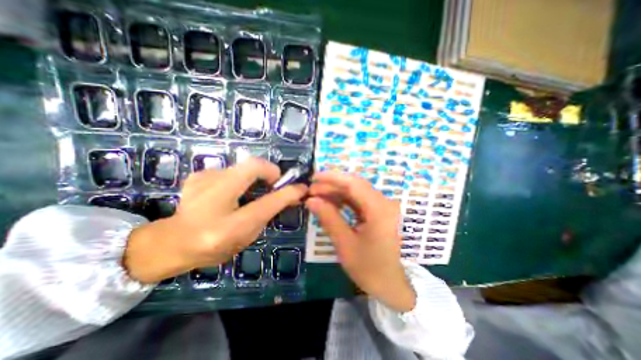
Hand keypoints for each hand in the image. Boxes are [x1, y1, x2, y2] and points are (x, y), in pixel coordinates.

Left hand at [124, 157, 307, 282]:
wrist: (172, 242)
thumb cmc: (215, 245)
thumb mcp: (248, 234)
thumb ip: (269, 213)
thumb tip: (291, 195)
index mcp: (228, 225)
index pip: (267, 203)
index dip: (288, 192)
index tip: (300, 187)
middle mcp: (213, 199)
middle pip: (253, 166)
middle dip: (271, 172)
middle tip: (275, 185)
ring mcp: (203, 181)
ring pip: (243, 167)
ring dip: (255, 176)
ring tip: (252, 191)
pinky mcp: (199, 174)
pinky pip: (231, 170)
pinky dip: (239, 177)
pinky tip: (232, 191)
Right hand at [306, 171, 415, 310]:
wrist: (390, 285)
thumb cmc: (369, 268)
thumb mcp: (345, 243)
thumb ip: (329, 218)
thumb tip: (311, 200)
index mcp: (379, 210)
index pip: (354, 184)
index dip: (333, 177)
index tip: (314, 177)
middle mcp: (383, 203)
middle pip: (355, 186)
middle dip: (332, 185)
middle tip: (312, 190)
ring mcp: (382, 207)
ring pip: (356, 192)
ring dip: (336, 192)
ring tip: (317, 196)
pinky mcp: (378, 212)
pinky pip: (359, 200)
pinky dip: (343, 200)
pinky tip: (330, 202)